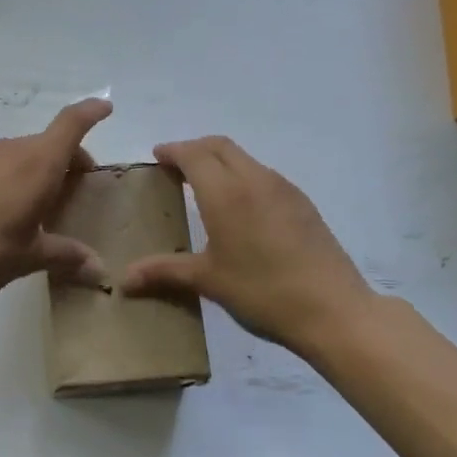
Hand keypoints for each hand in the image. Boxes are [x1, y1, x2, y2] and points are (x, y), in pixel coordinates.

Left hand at [0, 99, 112, 304]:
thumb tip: (100, 271)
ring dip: (35, 170)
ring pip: (18, 153)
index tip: (105, 107)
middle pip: (47, 143)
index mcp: (36, 164)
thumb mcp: (29, 258)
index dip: (91, 112)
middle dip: (67, 160)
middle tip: (74, 192)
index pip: (71, 124)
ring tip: (34, 208)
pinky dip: (7, 176)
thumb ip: (66, 257)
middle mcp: (8, 150)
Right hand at [118, 136, 373, 351]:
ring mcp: (284, 189)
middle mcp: (255, 180)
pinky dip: (243, 177)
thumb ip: (165, 271)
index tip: (157, 156)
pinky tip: (240, 208)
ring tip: (204, 186)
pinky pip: (264, 176)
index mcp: (226, 193)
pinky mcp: (303, 204)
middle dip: (195, 149)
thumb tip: (124, 279)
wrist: (332, 309)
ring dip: (221, 161)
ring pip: (245, 159)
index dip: (173, 151)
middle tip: (175, 167)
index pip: (194, 154)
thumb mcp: (208, 281)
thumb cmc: (262, 292)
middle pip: (220, 146)